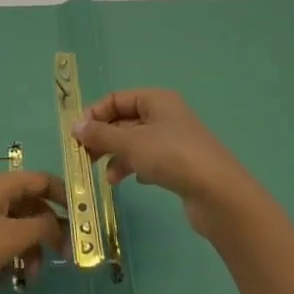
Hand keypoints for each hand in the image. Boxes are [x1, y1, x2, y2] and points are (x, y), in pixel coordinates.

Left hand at [0, 172, 67, 293]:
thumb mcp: (12, 236)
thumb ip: (42, 227)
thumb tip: (60, 225)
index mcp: (2, 185)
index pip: (41, 180)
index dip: (64, 195)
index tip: (81, 218)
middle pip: (30, 206)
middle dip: (47, 231)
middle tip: (62, 257)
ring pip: (16, 229)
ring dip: (28, 251)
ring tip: (30, 277)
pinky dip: (9, 258)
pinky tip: (7, 280)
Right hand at [73, 88, 261, 239]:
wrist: (219, 194)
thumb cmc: (172, 157)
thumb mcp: (131, 143)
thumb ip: (101, 134)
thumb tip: (75, 126)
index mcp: (156, 100)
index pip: (116, 98)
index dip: (95, 114)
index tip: (78, 135)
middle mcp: (165, 115)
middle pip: (125, 121)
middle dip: (104, 138)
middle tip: (85, 158)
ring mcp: (174, 140)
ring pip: (135, 143)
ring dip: (118, 157)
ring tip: (109, 178)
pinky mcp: (180, 164)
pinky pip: (149, 160)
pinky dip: (136, 168)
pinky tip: (132, 182)